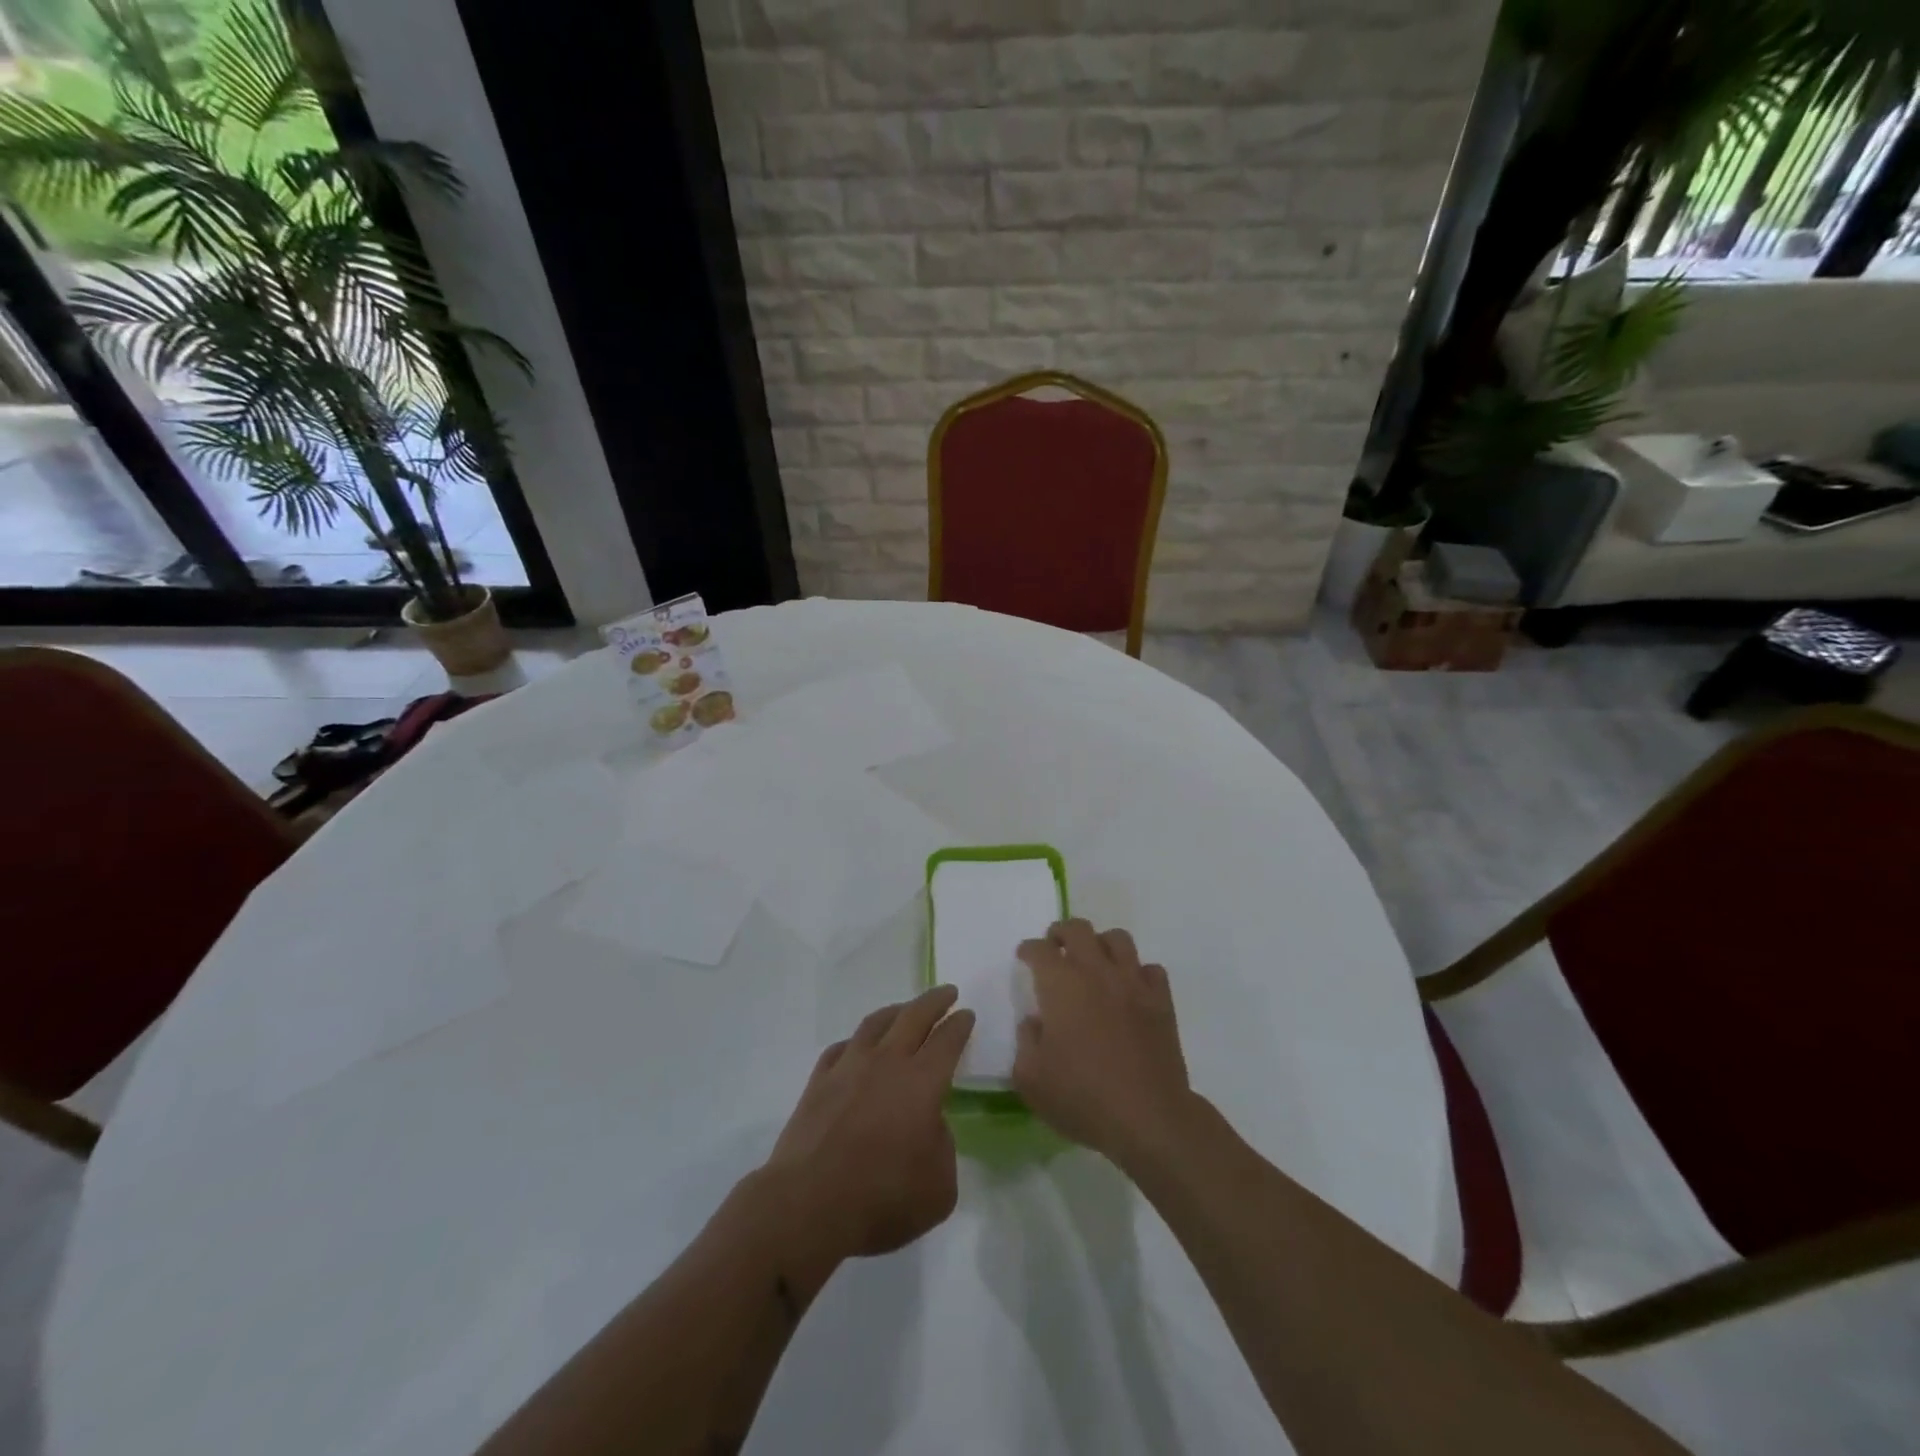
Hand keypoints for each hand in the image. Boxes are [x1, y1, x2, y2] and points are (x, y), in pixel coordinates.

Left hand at [762, 985, 974, 1265]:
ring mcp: (848, 1067)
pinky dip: (856, 1042)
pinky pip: (842, 1048)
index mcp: (922, 1082)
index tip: (967, 1014)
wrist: (808, 1205)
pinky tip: (858, 1047)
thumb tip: (930, 1125)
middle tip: (947, 992)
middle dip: (934, 1001)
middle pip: (914, 1016)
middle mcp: (887, 1062)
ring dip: (895, 1011)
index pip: (947, 1040)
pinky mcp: (818, 1082)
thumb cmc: (882, 1198)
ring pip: (875, 1023)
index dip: (960, 1024)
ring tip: (904, 1009)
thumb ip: (943, 1147)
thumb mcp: (939, 1188)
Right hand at [1014, 920, 1192, 1164]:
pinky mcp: (1161, 1001)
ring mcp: (1133, 983)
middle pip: (1078, 929)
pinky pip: (1150, 969)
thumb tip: (1035, 1022)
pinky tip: (1130, 989)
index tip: (1024, 957)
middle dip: (1061, 933)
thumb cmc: (1082, 1097)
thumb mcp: (1031, 1079)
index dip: (1029, 950)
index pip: (1040, 950)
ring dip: (1101, 943)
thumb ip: (1026, 1042)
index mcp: (1061, 985)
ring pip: (1118, 939)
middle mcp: (1096, 972)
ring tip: (1094, 961)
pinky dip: (1137, 972)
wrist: (1148, 1117)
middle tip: (1055, 947)